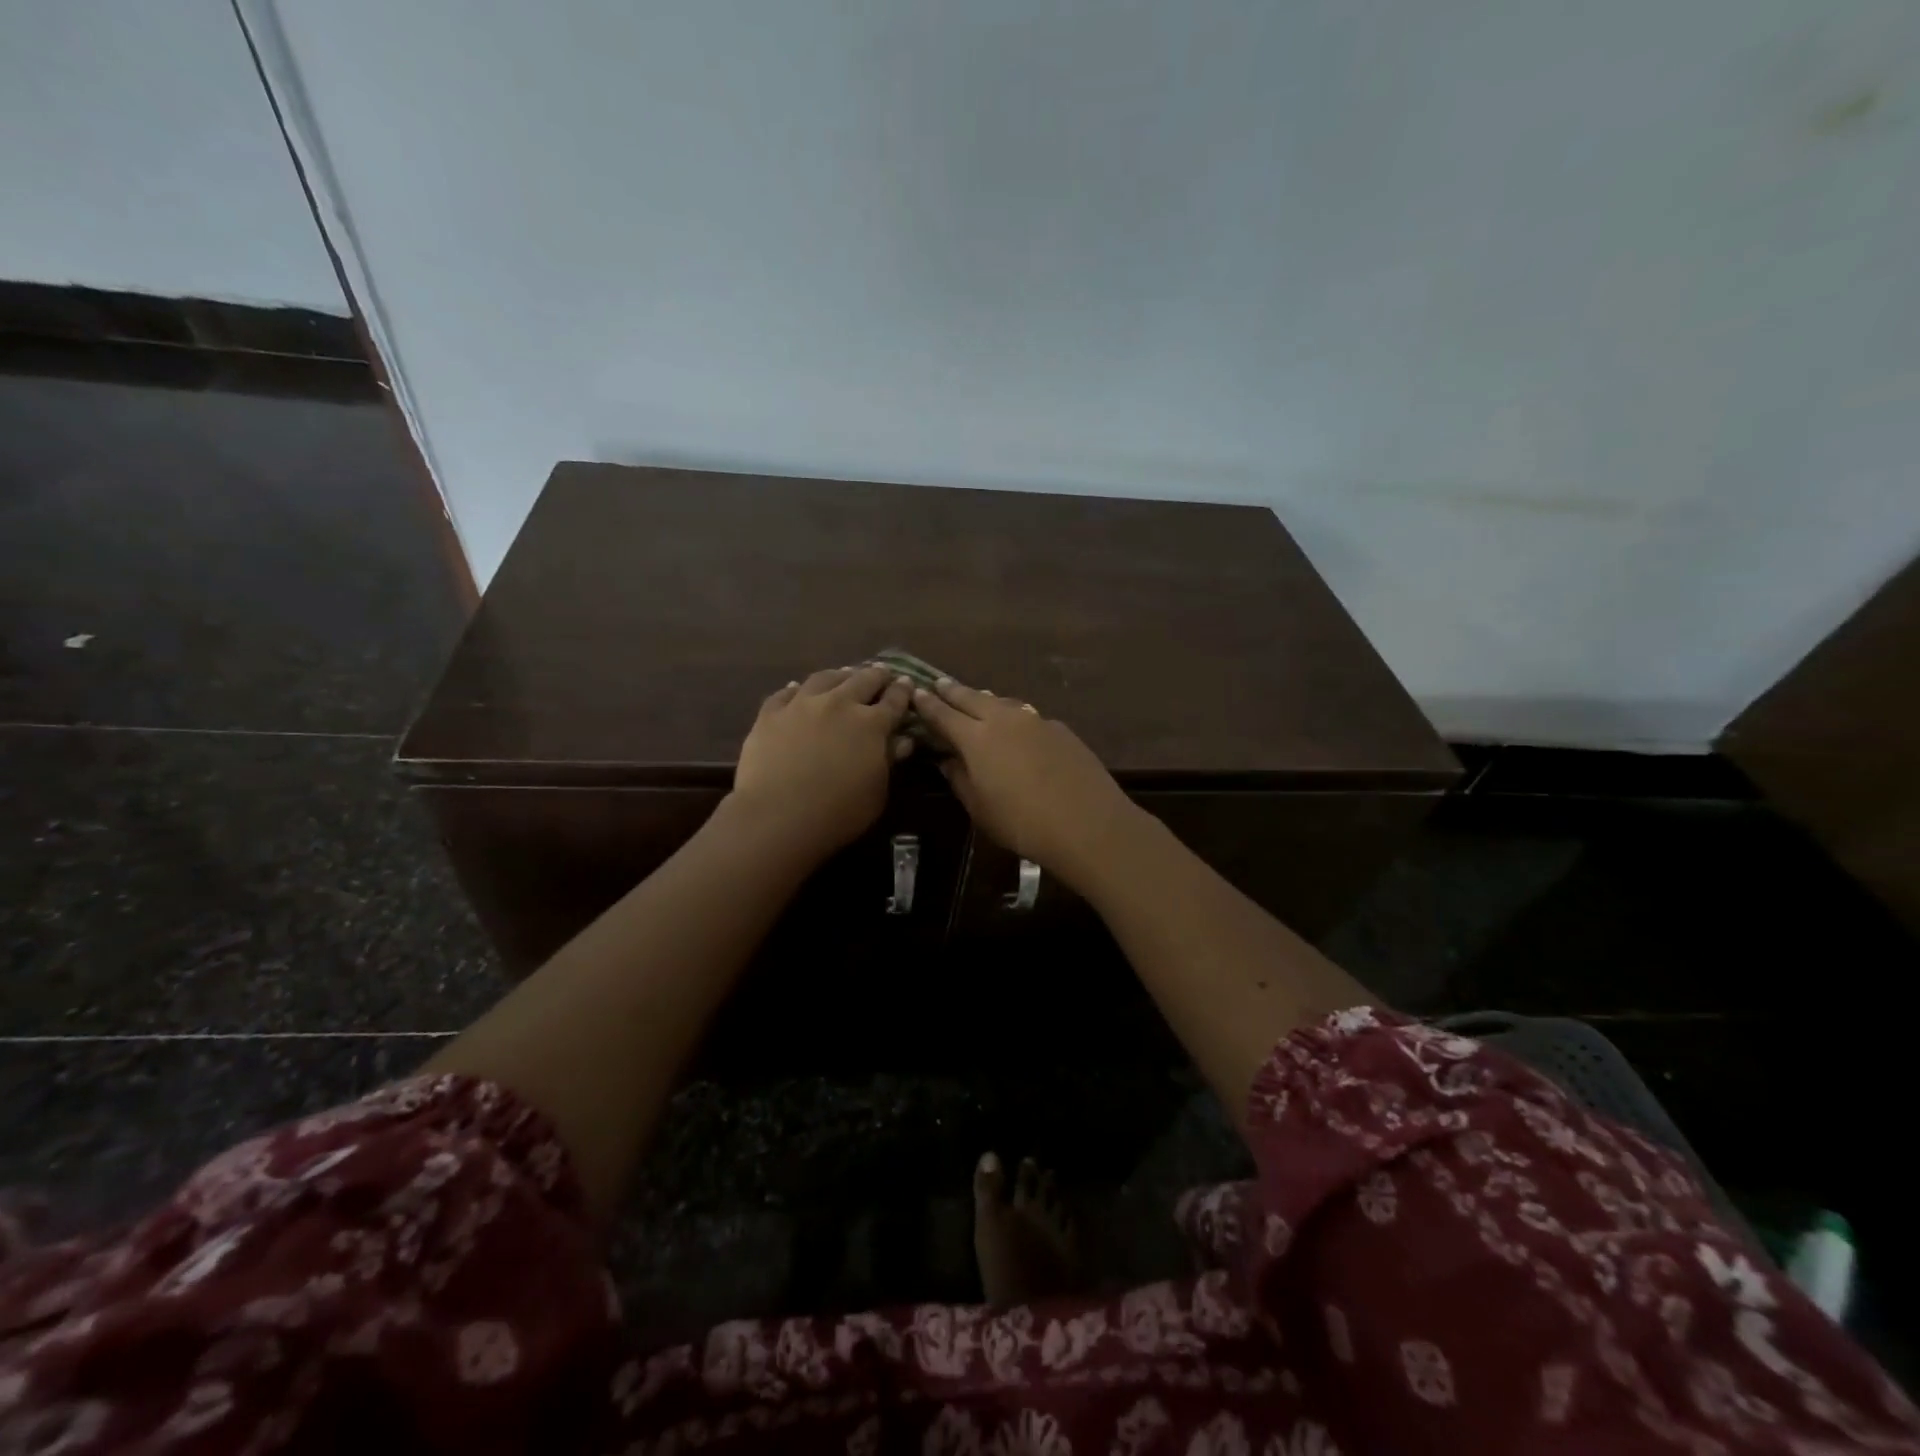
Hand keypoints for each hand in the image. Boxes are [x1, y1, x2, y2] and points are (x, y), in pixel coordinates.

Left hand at [732, 666, 914, 857]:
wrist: (777, 816)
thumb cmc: (838, 813)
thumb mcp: (876, 793)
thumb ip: (889, 762)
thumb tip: (902, 741)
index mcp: (871, 724)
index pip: (894, 701)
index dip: (902, 691)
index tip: (907, 683)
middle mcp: (839, 704)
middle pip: (862, 680)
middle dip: (876, 675)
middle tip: (881, 673)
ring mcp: (802, 705)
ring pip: (824, 678)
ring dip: (839, 675)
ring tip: (843, 674)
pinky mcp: (770, 714)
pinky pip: (784, 693)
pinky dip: (795, 689)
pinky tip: (796, 688)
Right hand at [912, 678, 1141, 889]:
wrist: (1088, 823)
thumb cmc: (1022, 823)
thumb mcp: (980, 809)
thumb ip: (960, 779)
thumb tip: (948, 760)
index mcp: (976, 738)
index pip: (944, 714)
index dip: (928, 704)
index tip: (916, 692)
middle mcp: (1004, 719)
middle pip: (972, 698)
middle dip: (953, 690)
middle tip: (939, 683)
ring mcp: (1036, 721)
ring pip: (1002, 702)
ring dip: (984, 699)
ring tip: (975, 699)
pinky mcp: (1060, 729)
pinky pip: (1027, 715)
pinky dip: (1013, 715)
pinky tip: (1017, 727)